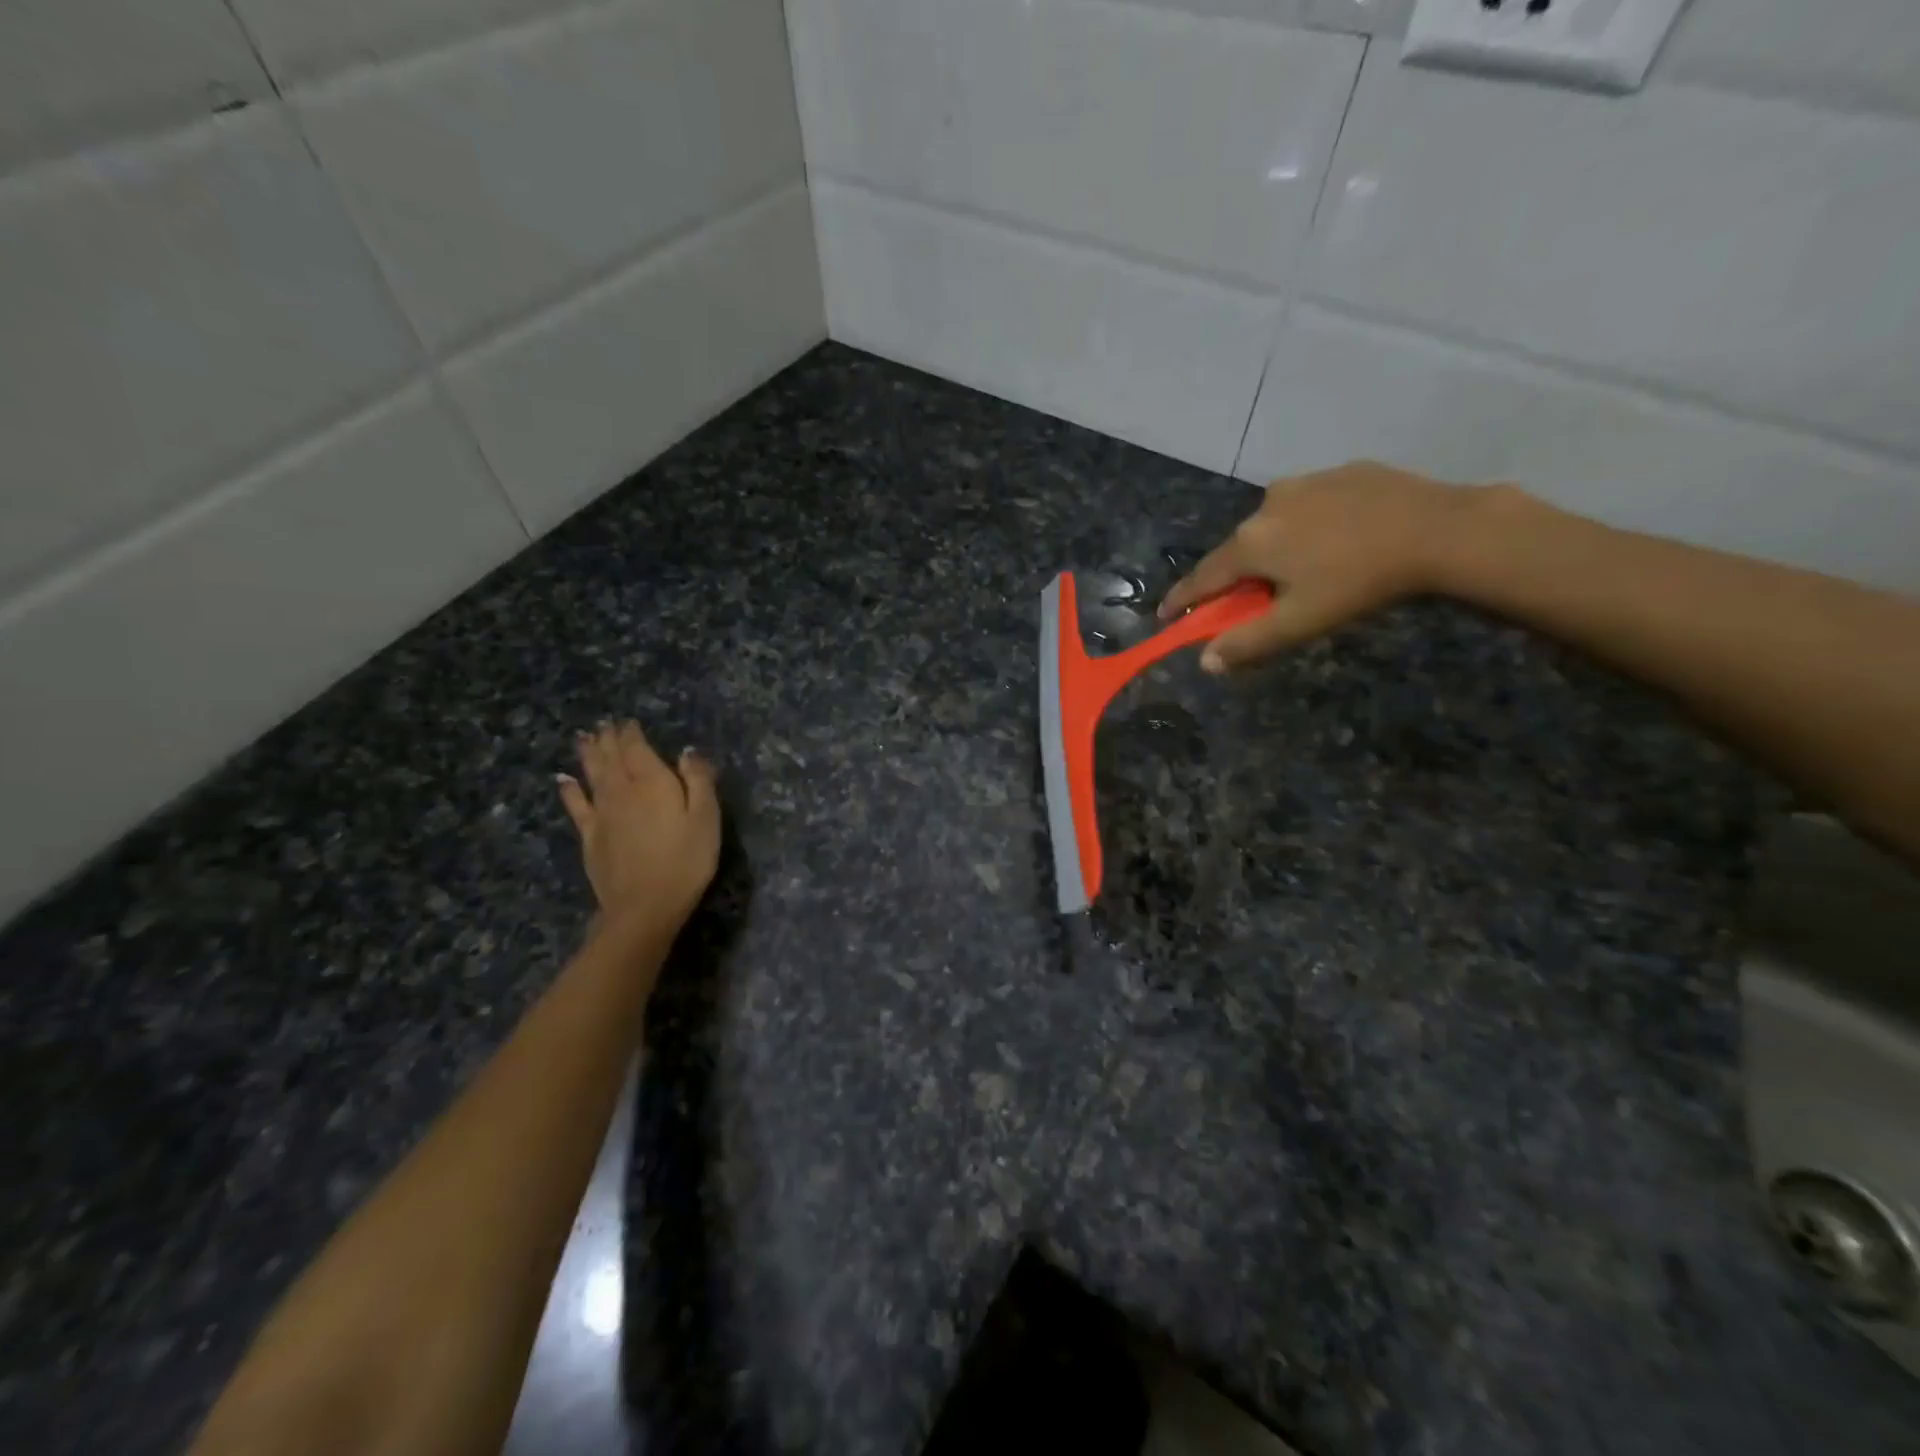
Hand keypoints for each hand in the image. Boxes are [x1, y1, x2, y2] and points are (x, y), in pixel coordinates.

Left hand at [557, 720, 719, 933]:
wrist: (644, 907)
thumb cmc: (685, 860)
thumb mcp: (706, 818)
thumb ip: (699, 780)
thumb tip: (688, 751)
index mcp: (652, 782)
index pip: (637, 748)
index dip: (631, 733)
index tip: (628, 721)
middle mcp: (621, 791)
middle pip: (611, 758)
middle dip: (608, 739)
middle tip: (603, 723)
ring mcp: (602, 814)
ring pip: (592, 775)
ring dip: (587, 755)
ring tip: (583, 738)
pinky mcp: (590, 837)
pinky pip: (577, 806)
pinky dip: (569, 790)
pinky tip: (563, 779)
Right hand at [1158, 461, 1480, 671]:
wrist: (1439, 529)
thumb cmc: (1358, 583)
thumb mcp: (1300, 622)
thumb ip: (1248, 642)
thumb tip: (1205, 663)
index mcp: (1251, 543)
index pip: (1202, 578)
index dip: (1182, 600)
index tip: (1165, 615)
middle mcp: (1266, 505)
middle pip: (1238, 549)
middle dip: (1236, 576)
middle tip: (1249, 600)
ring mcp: (1305, 482)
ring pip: (1273, 524)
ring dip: (1274, 547)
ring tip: (1302, 568)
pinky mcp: (1342, 472)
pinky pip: (1310, 504)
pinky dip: (1309, 525)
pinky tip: (1336, 539)